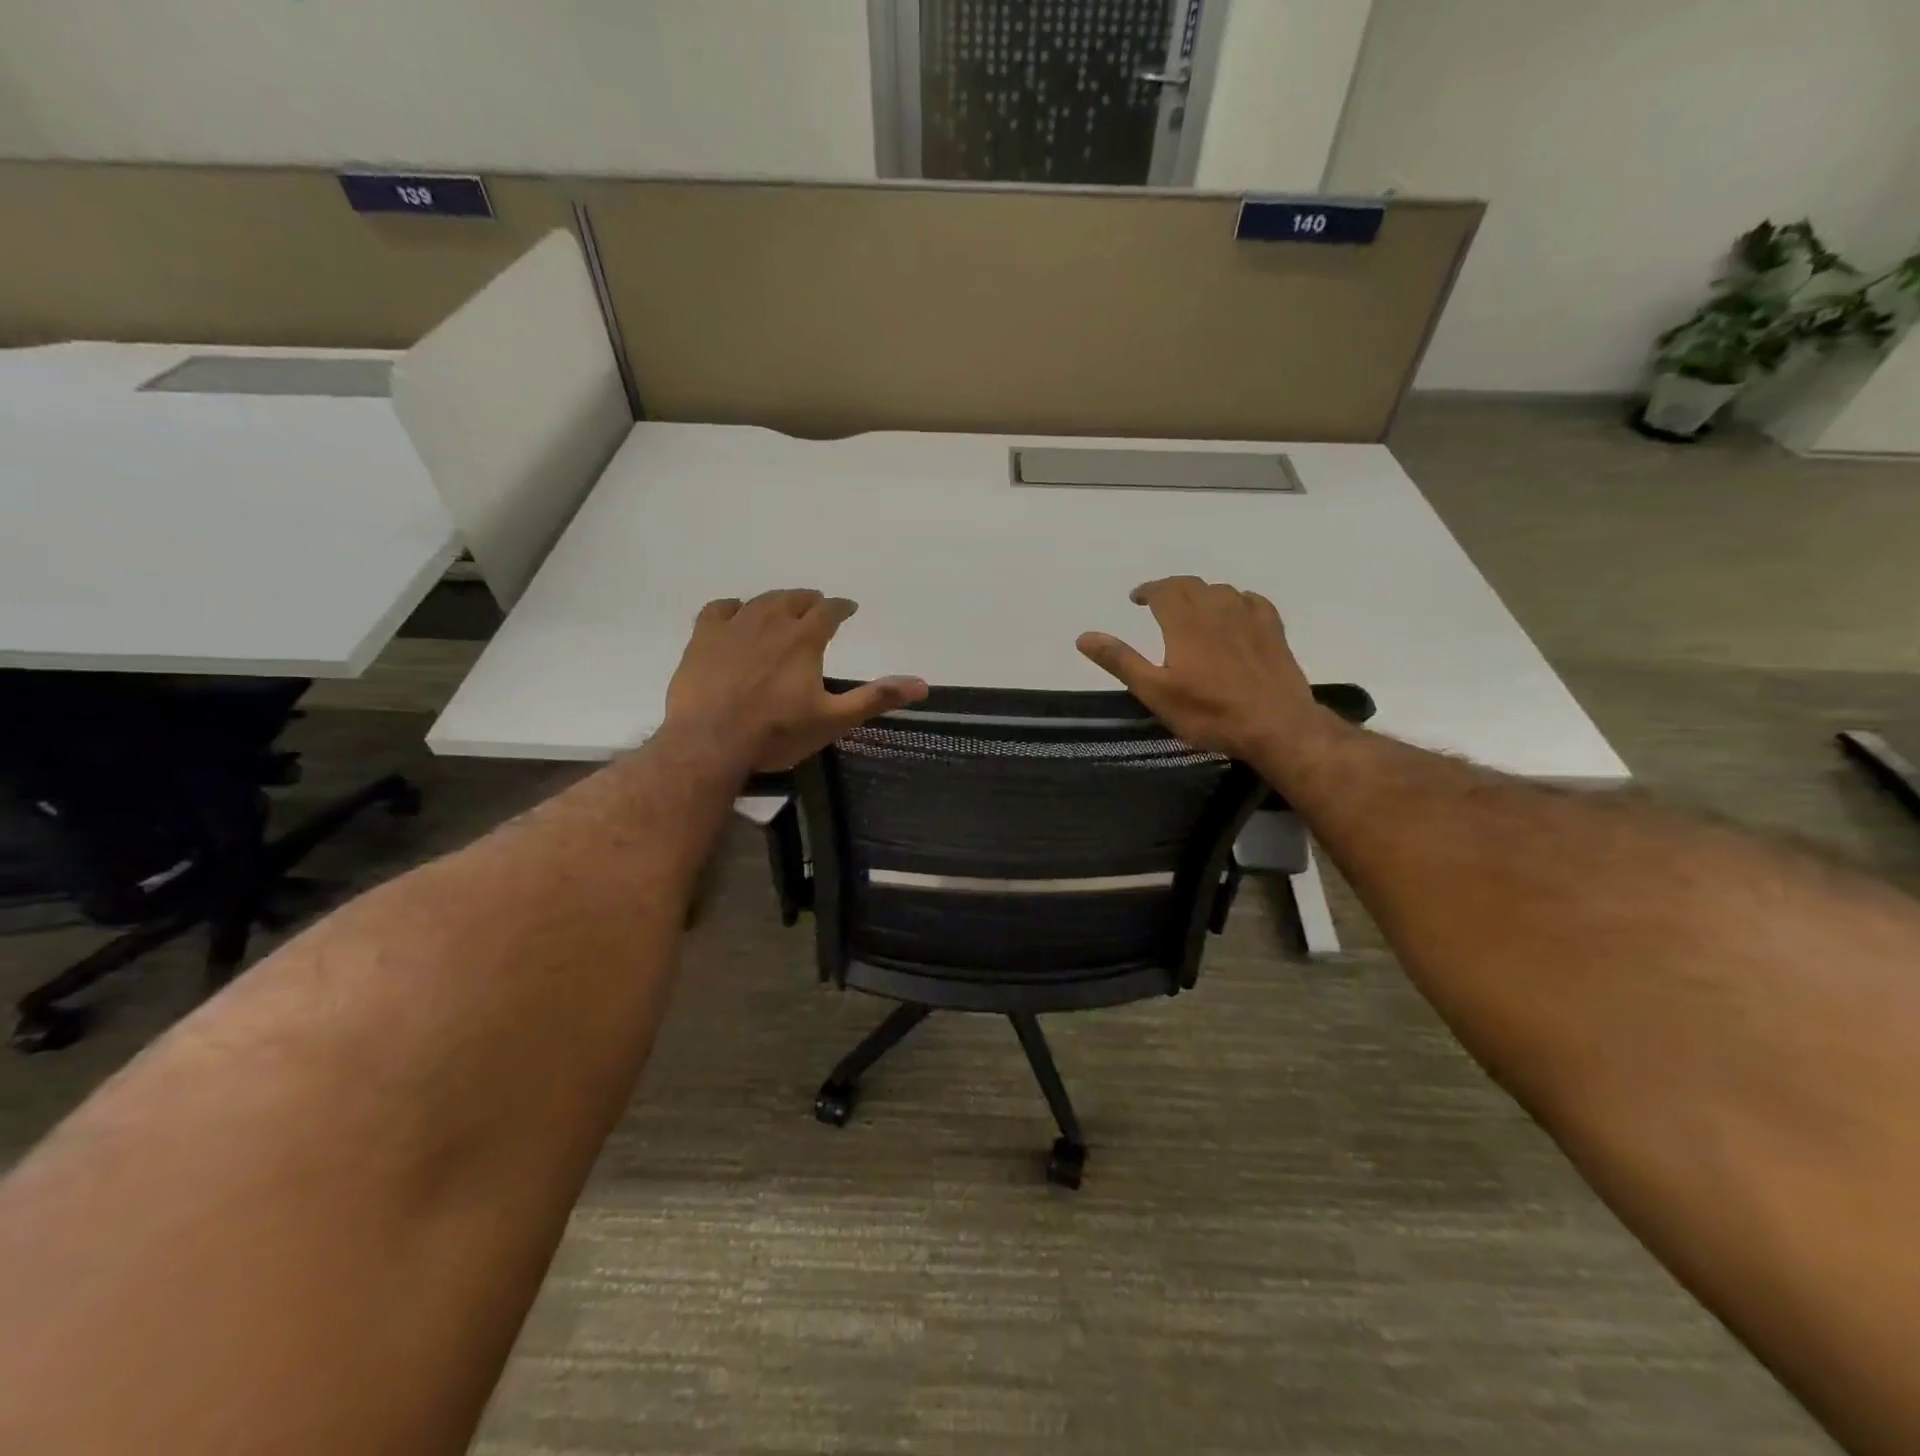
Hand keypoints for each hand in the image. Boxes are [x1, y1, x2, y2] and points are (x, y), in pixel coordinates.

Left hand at [665, 590, 927, 771]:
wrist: (710, 742)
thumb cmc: (776, 733)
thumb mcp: (834, 720)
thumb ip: (875, 698)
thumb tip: (922, 684)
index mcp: (804, 639)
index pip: (829, 611)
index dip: (842, 607)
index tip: (849, 608)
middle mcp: (770, 622)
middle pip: (793, 599)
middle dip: (809, 601)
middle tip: (816, 606)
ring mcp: (733, 627)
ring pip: (759, 601)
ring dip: (776, 601)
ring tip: (782, 607)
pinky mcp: (702, 638)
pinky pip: (719, 610)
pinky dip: (733, 608)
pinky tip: (735, 614)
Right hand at [1076, 576, 1329, 759]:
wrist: (1276, 726)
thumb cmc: (1209, 712)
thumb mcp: (1155, 692)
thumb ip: (1120, 661)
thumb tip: (1084, 637)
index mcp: (1185, 621)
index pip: (1163, 589)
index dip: (1147, 590)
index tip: (1136, 598)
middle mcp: (1217, 609)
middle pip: (1191, 585)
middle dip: (1171, 589)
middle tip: (1158, 603)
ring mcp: (1249, 617)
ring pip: (1221, 591)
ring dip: (1201, 595)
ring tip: (1192, 610)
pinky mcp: (1273, 630)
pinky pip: (1251, 601)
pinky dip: (1235, 601)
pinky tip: (1234, 615)